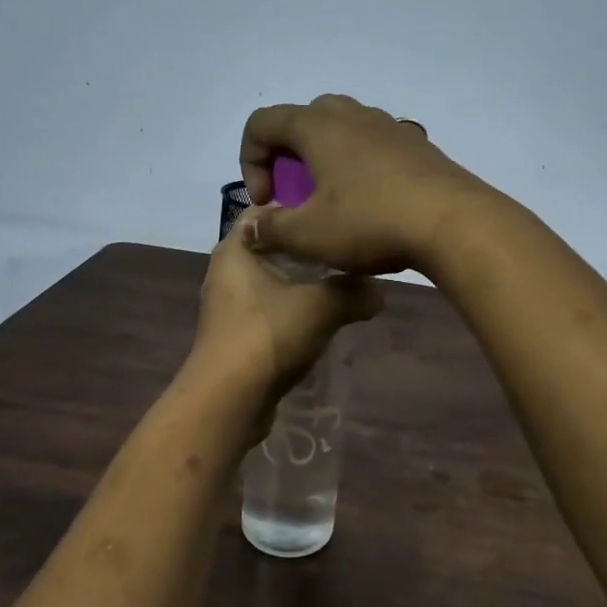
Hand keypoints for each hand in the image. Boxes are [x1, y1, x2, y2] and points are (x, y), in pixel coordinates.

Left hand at [191, 206, 383, 406]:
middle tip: (349, 248)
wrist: (229, 400)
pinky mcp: (238, 335)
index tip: (336, 211)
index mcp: (235, 249)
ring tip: (344, 282)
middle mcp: (227, 271)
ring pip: (274, 281)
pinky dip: (295, 310)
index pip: (266, 210)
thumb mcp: (320, 306)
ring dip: (305, 283)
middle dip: (310, 249)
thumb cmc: (267, 335)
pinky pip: (272, 310)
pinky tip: (324, 318)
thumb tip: (380, 292)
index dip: (300, 206)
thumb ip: (353, 291)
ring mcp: (230, 306)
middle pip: (274, 247)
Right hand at [240, 94, 490, 275]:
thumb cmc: (371, 222)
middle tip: (296, 195)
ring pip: (342, 129)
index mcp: (317, 126)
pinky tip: (371, 202)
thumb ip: (271, 229)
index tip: (267, 201)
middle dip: (287, 156)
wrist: (454, 223)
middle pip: (302, 120)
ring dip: (324, 159)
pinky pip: (373, 144)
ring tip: (332, 200)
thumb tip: (250, 229)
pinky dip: (358, 165)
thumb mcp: (310, 235)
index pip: (262, 123)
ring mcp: (389, 126)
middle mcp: (351, 114)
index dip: (250, 161)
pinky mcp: (417, 145)